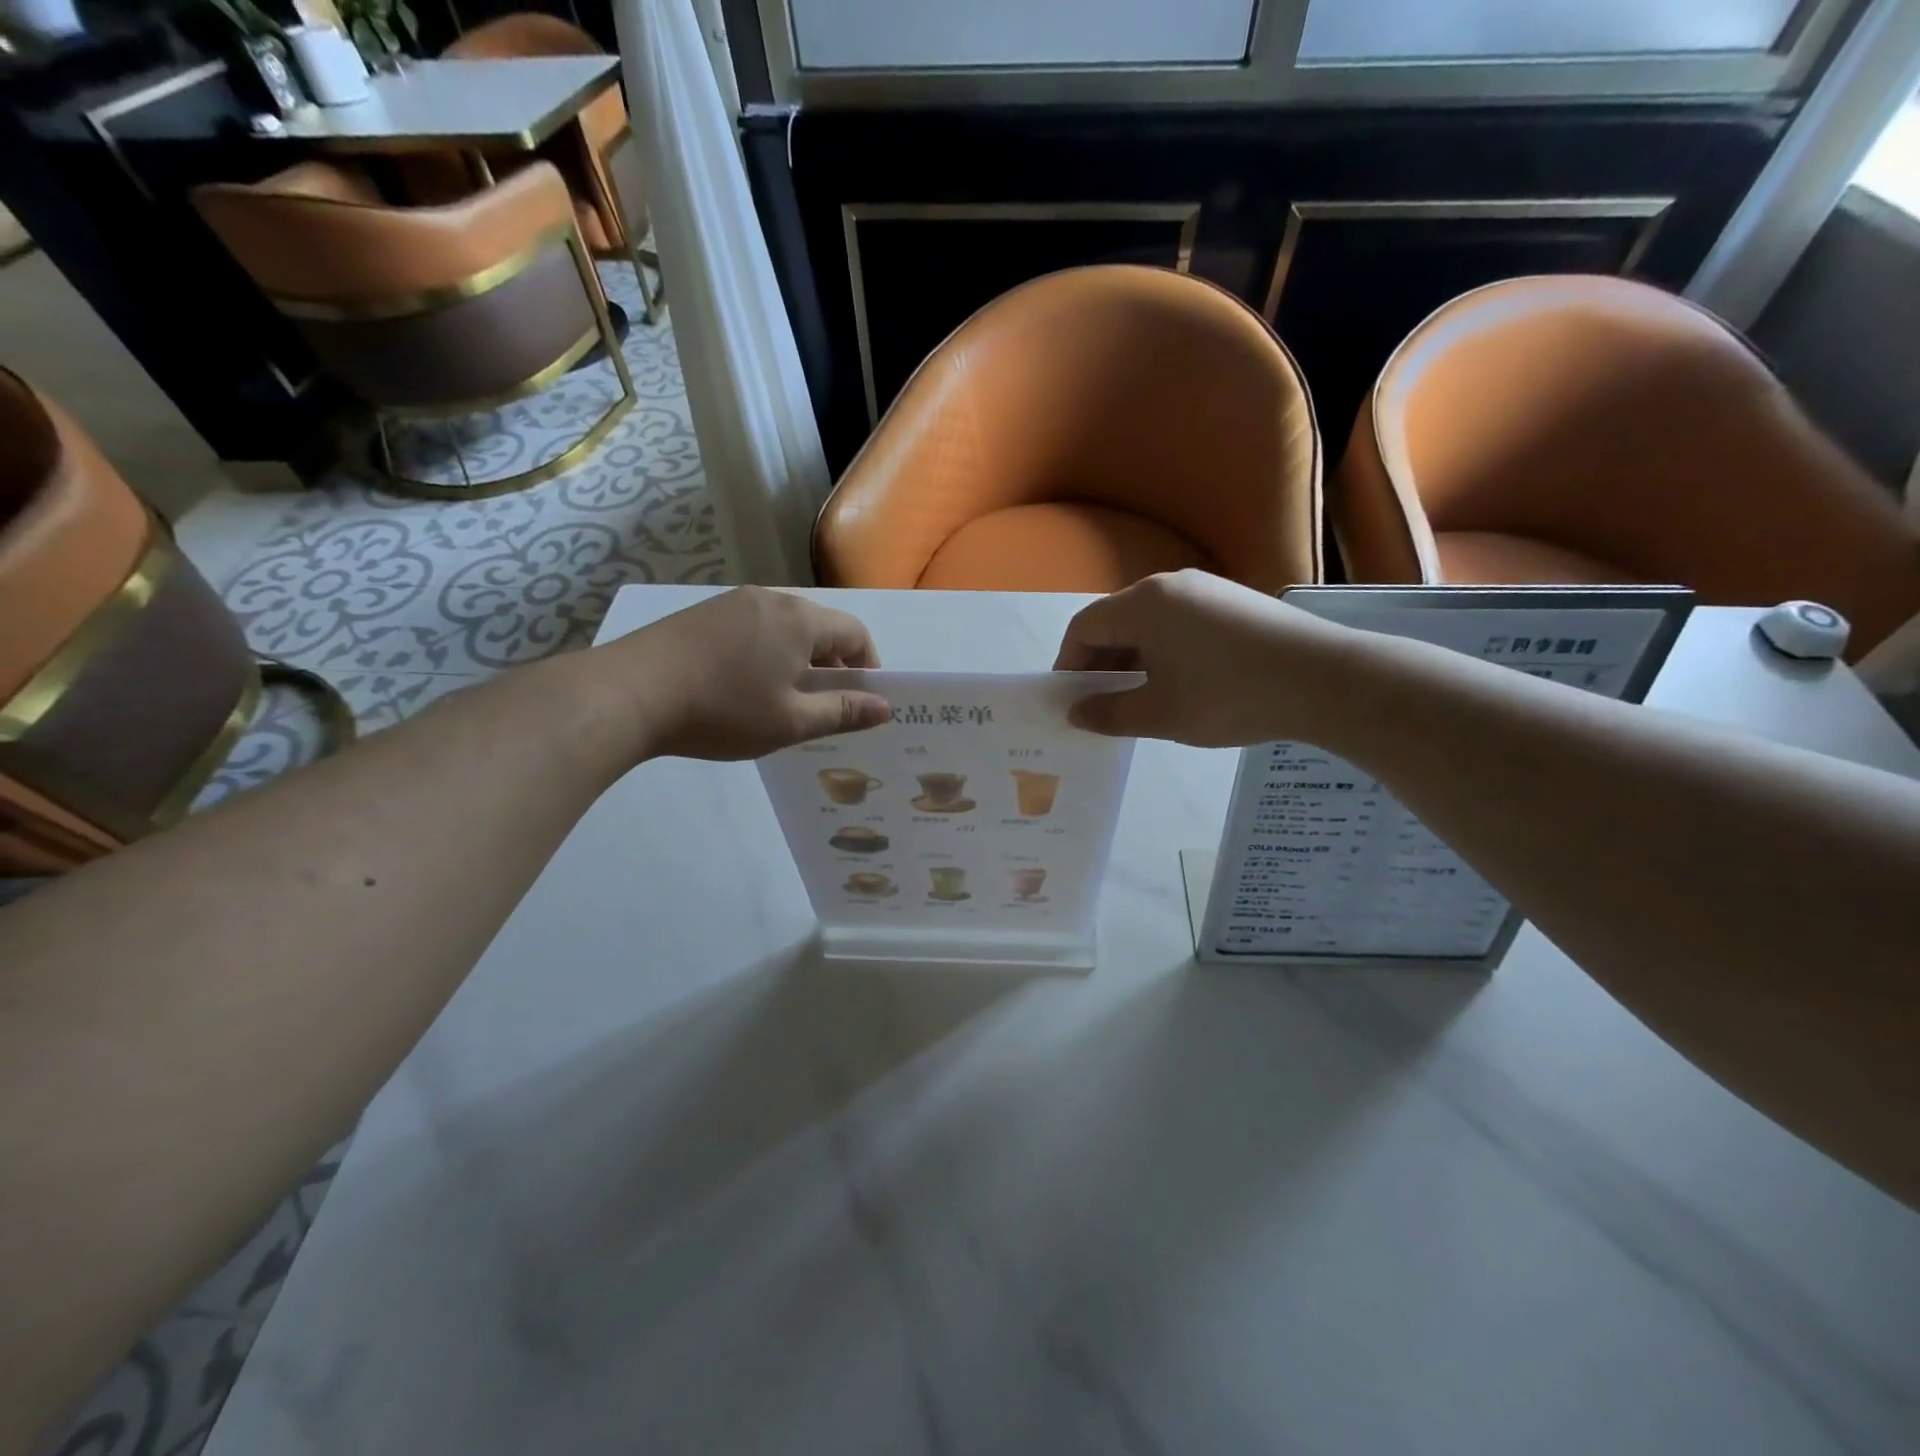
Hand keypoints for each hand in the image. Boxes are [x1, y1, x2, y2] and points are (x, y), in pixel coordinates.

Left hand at [610, 588, 890, 760]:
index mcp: (800, 620)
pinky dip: (766, 650)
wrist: (631, 692)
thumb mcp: (790, 721)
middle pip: (820, 625)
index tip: (863, 698)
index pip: (855, 632)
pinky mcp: (703, 612)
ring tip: (784, 695)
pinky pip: (753, 626)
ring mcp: (733, 602)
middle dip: (833, 661)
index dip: (868, 664)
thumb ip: (842, 712)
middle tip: (826, 702)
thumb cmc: (723, 710)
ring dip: (798, 656)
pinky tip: (745, 682)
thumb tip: (885, 707)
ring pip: (784, 625)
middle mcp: (771, 599)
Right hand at [1053, 570, 1351, 745]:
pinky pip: (1181, 622)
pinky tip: (1183, 683)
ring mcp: (1206, 589)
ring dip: (1134, 658)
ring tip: (1144, 698)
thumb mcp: (1159, 714)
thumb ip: (1109, 714)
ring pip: (1150, 623)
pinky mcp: (1234, 601)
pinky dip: (1166, 650)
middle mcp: (1169, 585)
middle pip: (1116, 621)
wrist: (1323, 679)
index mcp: (1142, 604)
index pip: (1084, 628)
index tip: (1072, 700)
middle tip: (1104, 705)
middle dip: (1102, 663)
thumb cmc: (1227, 696)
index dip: (1069, 664)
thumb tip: (1077, 712)